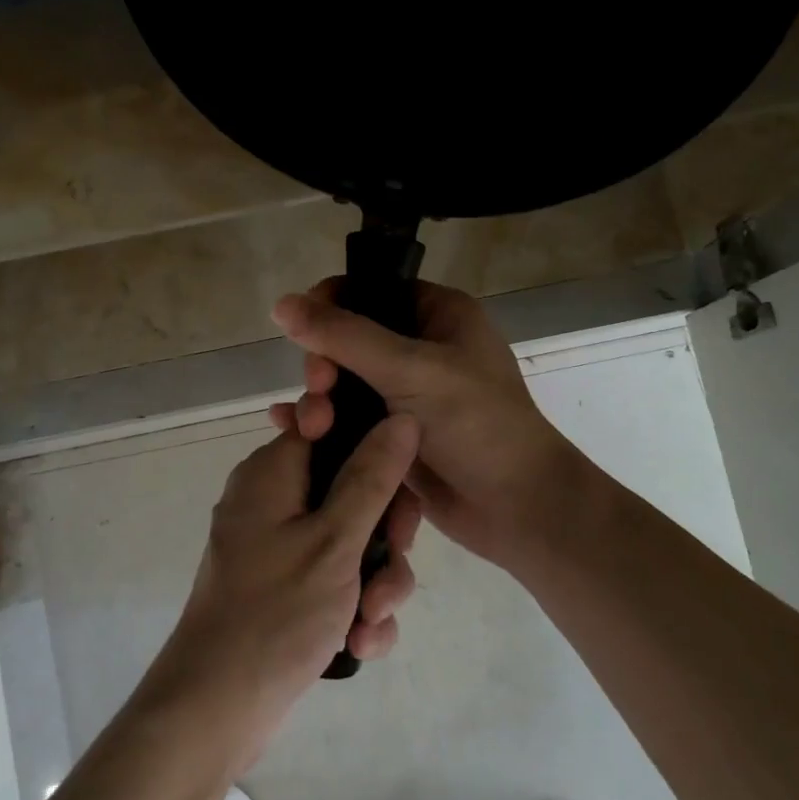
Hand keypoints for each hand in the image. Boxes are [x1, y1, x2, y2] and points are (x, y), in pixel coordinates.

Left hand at [151, 416, 421, 770]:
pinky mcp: (287, 587)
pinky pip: (336, 578)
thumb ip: (371, 477)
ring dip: (376, 581)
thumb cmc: (274, 613)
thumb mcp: (334, 541)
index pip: (332, 428)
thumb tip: (402, 418)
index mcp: (273, 472)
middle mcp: (274, 500)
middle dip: (385, 535)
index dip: (374, 451)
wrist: (217, 708)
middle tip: (392, 563)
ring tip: (371, 621)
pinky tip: (360, 644)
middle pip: (352, 489)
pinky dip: (354, 607)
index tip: (399, 489)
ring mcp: (279, 546)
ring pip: (352, 540)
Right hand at [271, 280, 596, 574]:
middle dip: (322, 365)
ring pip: (342, 382)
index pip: (369, 291)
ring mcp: (406, 393)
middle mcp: (421, 347)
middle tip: (320, 390)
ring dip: (318, 399)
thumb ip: (344, 336)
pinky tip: (291, 431)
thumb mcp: (410, 370)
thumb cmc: (476, 424)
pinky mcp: (393, 433)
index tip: (306, 336)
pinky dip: (321, 422)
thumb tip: (281, 303)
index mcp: (437, 315)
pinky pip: (346, 417)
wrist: (517, 508)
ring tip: (311, 428)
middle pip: (347, 339)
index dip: (330, 308)